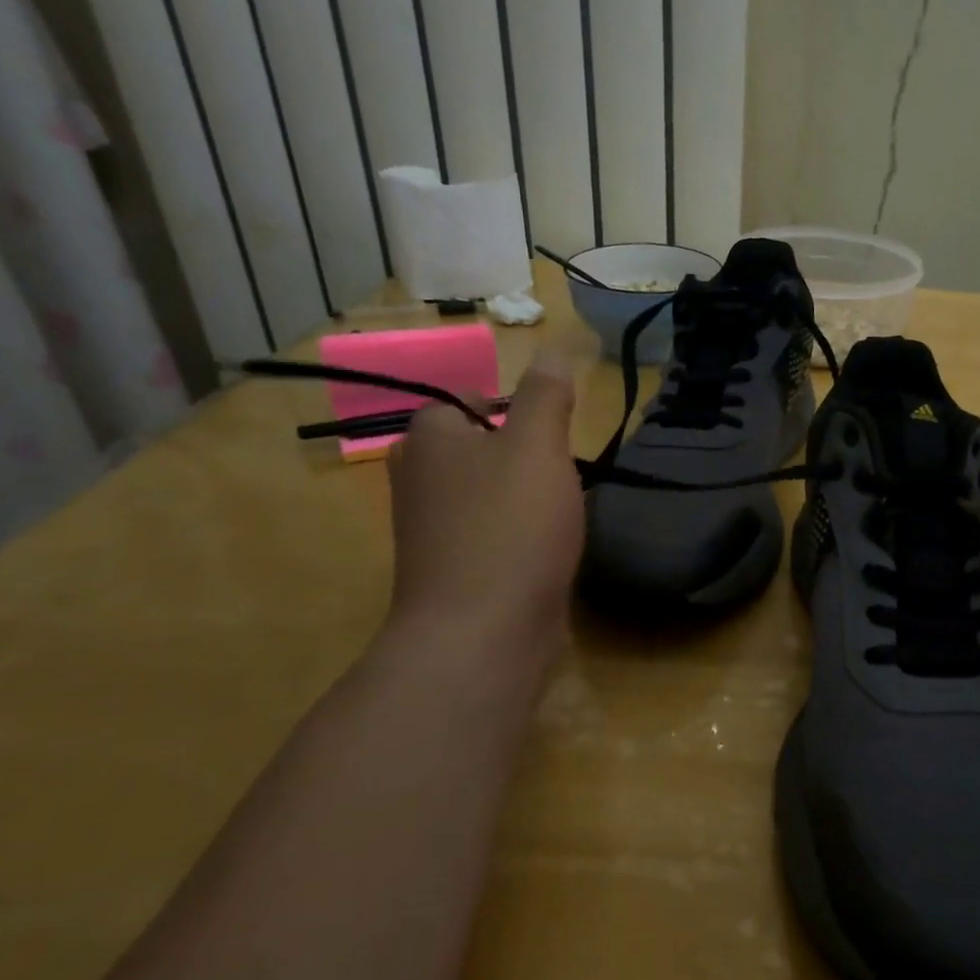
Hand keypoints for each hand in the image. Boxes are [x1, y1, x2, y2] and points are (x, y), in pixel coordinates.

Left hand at [385, 351, 583, 659]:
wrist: (482, 634)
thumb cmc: (510, 526)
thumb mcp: (537, 445)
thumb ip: (547, 394)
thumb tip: (557, 345)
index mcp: (429, 439)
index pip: (467, 401)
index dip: (513, 408)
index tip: (552, 429)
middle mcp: (418, 479)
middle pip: (478, 447)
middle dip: (522, 453)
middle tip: (561, 467)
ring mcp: (432, 530)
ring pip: (486, 493)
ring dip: (524, 495)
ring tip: (561, 507)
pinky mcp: (453, 571)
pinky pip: (490, 533)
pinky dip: (519, 533)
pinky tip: (548, 546)